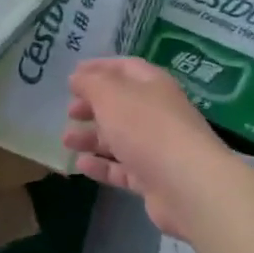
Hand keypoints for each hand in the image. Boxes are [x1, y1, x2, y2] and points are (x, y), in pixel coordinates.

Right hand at [63, 57, 228, 238]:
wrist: (186, 184)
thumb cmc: (146, 128)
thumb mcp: (111, 95)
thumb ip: (91, 83)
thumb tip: (77, 77)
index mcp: (152, 85)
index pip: (125, 68)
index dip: (99, 68)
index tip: (72, 75)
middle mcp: (157, 113)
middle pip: (121, 104)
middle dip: (93, 106)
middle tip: (69, 112)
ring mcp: (156, 147)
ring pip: (119, 138)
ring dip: (92, 137)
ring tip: (66, 141)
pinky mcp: (153, 178)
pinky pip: (122, 168)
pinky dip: (101, 165)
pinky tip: (81, 165)